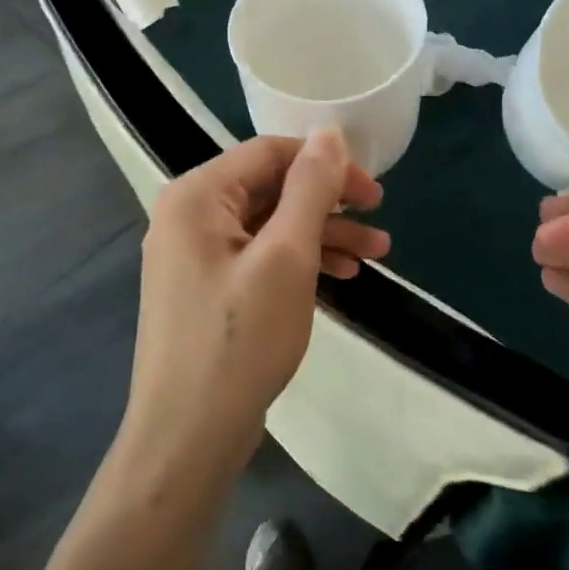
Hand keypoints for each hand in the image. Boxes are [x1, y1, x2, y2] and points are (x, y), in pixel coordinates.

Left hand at [123, 131, 387, 478]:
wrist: (188, 436)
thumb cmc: (240, 340)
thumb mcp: (287, 257)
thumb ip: (310, 188)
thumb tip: (330, 133)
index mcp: (197, 195)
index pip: (269, 153)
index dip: (326, 164)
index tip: (374, 194)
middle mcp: (189, 216)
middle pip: (270, 188)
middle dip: (329, 204)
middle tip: (379, 224)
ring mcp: (195, 255)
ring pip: (270, 225)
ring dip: (322, 235)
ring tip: (376, 256)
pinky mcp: (208, 288)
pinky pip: (259, 256)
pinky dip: (299, 261)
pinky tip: (340, 276)